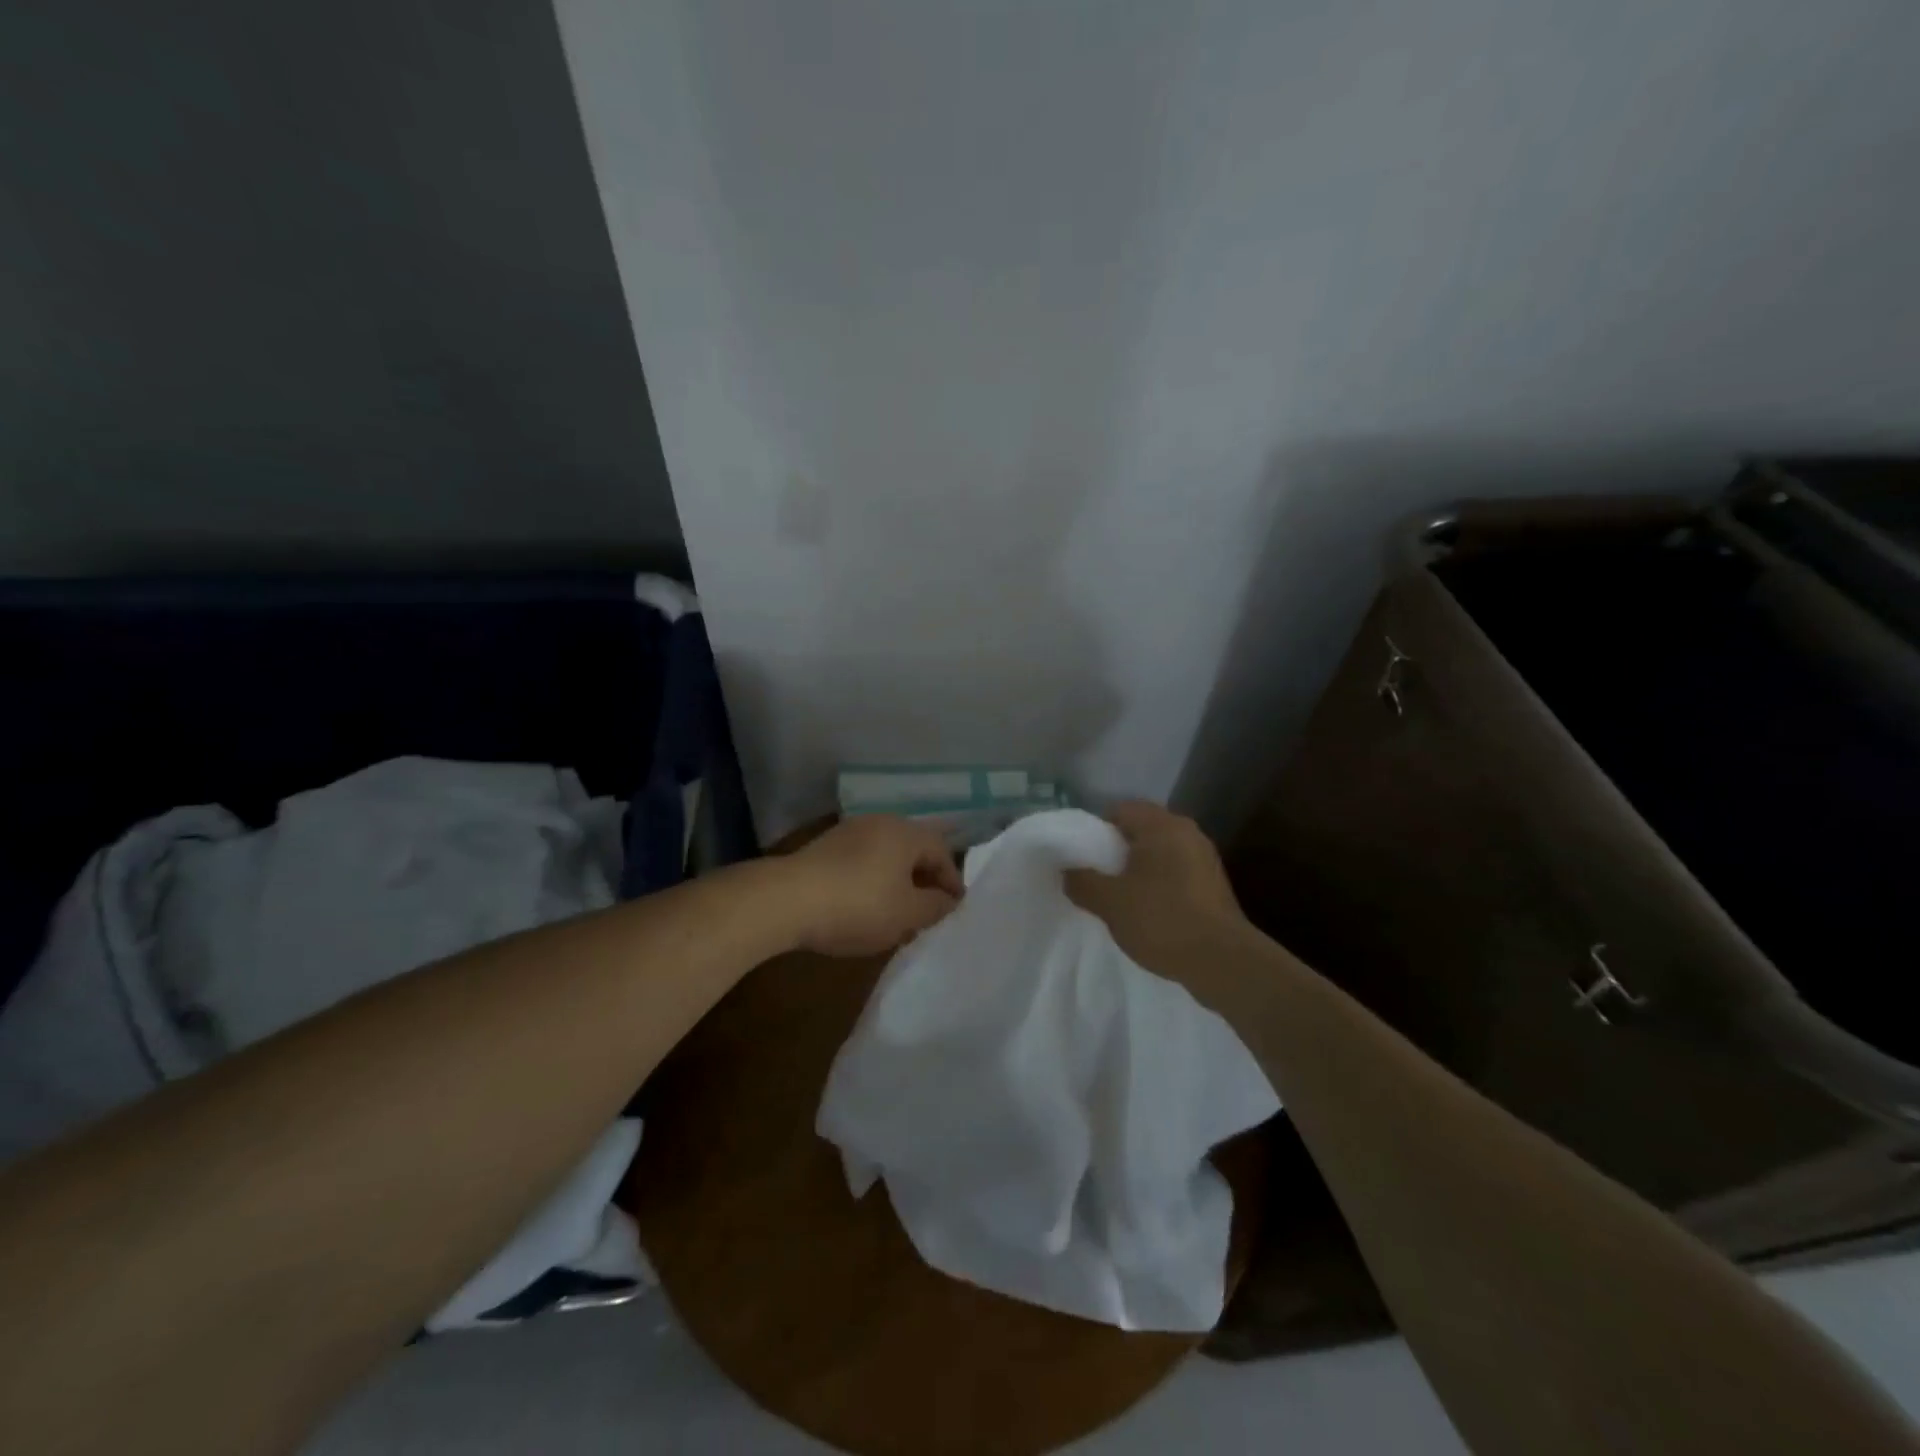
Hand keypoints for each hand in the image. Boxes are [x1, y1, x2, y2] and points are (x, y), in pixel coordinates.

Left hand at [780, 816, 964, 957]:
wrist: (786, 900)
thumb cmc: (858, 905)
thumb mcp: (907, 914)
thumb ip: (935, 906)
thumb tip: (948, 900)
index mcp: (906, 832)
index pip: (942, 851)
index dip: (952, 882)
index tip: (954, 909)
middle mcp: (880, 822)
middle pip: (913, 850)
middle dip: (924, 881)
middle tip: (928, 912)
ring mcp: (849, 832)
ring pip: (886, 856)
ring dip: (896, 882)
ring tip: (897, 914)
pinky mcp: (824, 847)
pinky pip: (861, 861)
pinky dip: (871, 881)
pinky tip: (863, 907)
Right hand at [1065, 801, 1250, 982]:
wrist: (1223, 962)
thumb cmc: (1162, 920)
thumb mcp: (1110, 903)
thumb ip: (1082, 882)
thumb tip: (1067, 872)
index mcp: (1162, 826)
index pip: (1121, 809)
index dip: (1096, 830)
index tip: (1083, 857)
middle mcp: (1187, 833)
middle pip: (1141, 830)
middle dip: (1117, 851)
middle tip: (1097, 877)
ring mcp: (1205, 858)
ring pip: (1160, 853)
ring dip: (1138, 870)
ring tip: (1119, 898)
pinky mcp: (1214, 885)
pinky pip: (1176, 873)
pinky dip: (1159, 885)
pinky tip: (1147, 912)